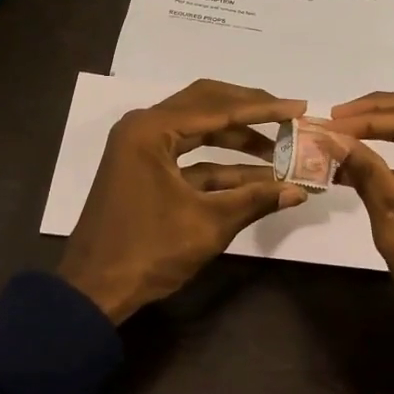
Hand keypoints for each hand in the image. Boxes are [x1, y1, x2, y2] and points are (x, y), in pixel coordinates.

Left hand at [58, 79, 309, 323]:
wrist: (94, 289)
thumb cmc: (148, 251)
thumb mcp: (207, 224)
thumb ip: (255, 200)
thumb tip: (299, 190)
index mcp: (151, 130)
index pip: (218, 108)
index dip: (263, 109)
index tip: (299, 108)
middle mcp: (144, 127)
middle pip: (206, 105)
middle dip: (249, 111)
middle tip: (287, 117)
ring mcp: (141, 147)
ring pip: (198, 129)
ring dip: (236, 138)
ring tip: (279, 148)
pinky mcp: (143, 169)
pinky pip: (188, 154)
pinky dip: (219, 163)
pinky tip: (255, 176)